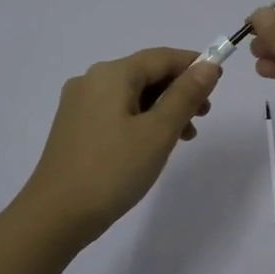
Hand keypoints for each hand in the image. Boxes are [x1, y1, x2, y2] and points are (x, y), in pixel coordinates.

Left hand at [18, 47, 220, 242]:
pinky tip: (152, 145)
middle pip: (145, 74)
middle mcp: (91, 81)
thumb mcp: (158, 132)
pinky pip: (116, 112)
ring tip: (183, 137)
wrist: (56, 215)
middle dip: (178, 91)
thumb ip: (186, 96)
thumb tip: (209, 66)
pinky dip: (141, 120)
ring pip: (132, 95)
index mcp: (111, 75)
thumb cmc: (113, 170)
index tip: (218, 85)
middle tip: (203, 117)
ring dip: (162, 109)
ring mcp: (79, 105)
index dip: (193, 65)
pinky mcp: (74, 128)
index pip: (161, 57)